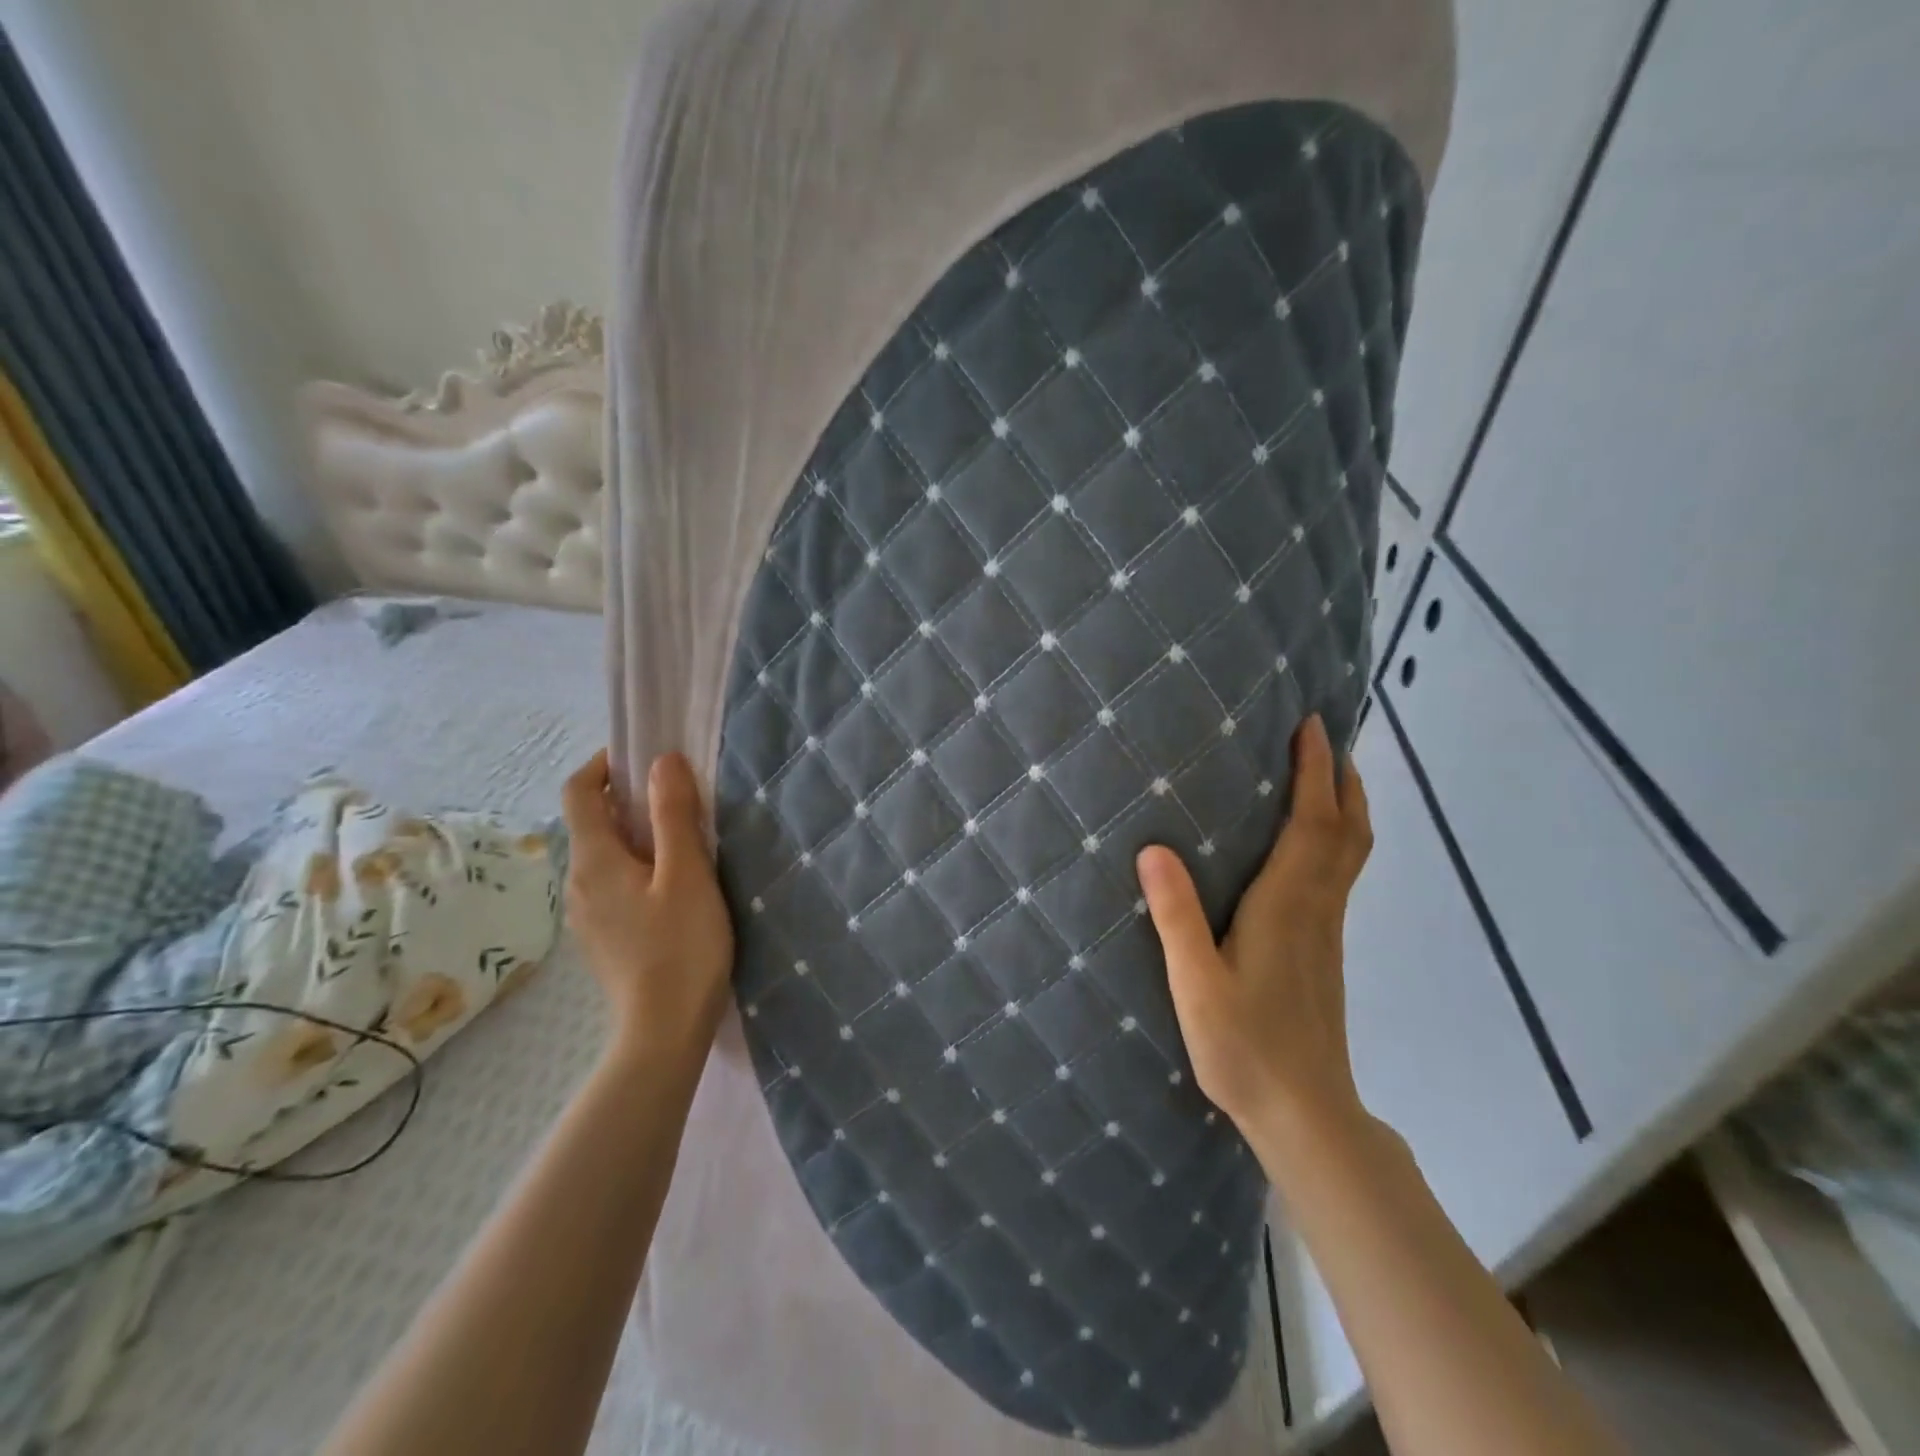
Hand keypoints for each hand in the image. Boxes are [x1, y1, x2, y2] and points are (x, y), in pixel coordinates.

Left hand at [561, 750, 734, 1071]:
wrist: (664, 1029)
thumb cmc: (681, 946)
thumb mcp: (686, 873)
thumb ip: (673, 814)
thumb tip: (662, 760)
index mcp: (593, 860)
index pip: (578, 792)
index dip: (604, 765)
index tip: (644, 758)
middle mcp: (578, 881)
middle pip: (592, 821)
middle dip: (629, 797)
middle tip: (680, 797)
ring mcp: (587, 913)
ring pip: (604, 853)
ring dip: (636, 832)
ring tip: (684, 839)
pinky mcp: (604, 934)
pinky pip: (613, 880)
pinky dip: (637, 863)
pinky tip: (674, 883)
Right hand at [1136, 715, 1372, 1144]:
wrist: (1306, 1113)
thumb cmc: (1246, 1047)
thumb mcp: (1196, 984)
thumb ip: (1176, 916)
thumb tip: (1153, 848)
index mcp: (1287, 905)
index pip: (1312, 822)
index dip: (1314, 771)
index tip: (1310, 725)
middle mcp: (1316, 907)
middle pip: (1347, 829)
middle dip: (1340, 778)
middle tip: (1325, 737)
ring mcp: (1326, 929)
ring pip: (1350, 852)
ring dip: (1344, 805)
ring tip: (1325, 776)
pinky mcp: (1324, 948)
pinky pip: (1339, 874)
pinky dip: (1336, 838)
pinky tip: (1309, 845)